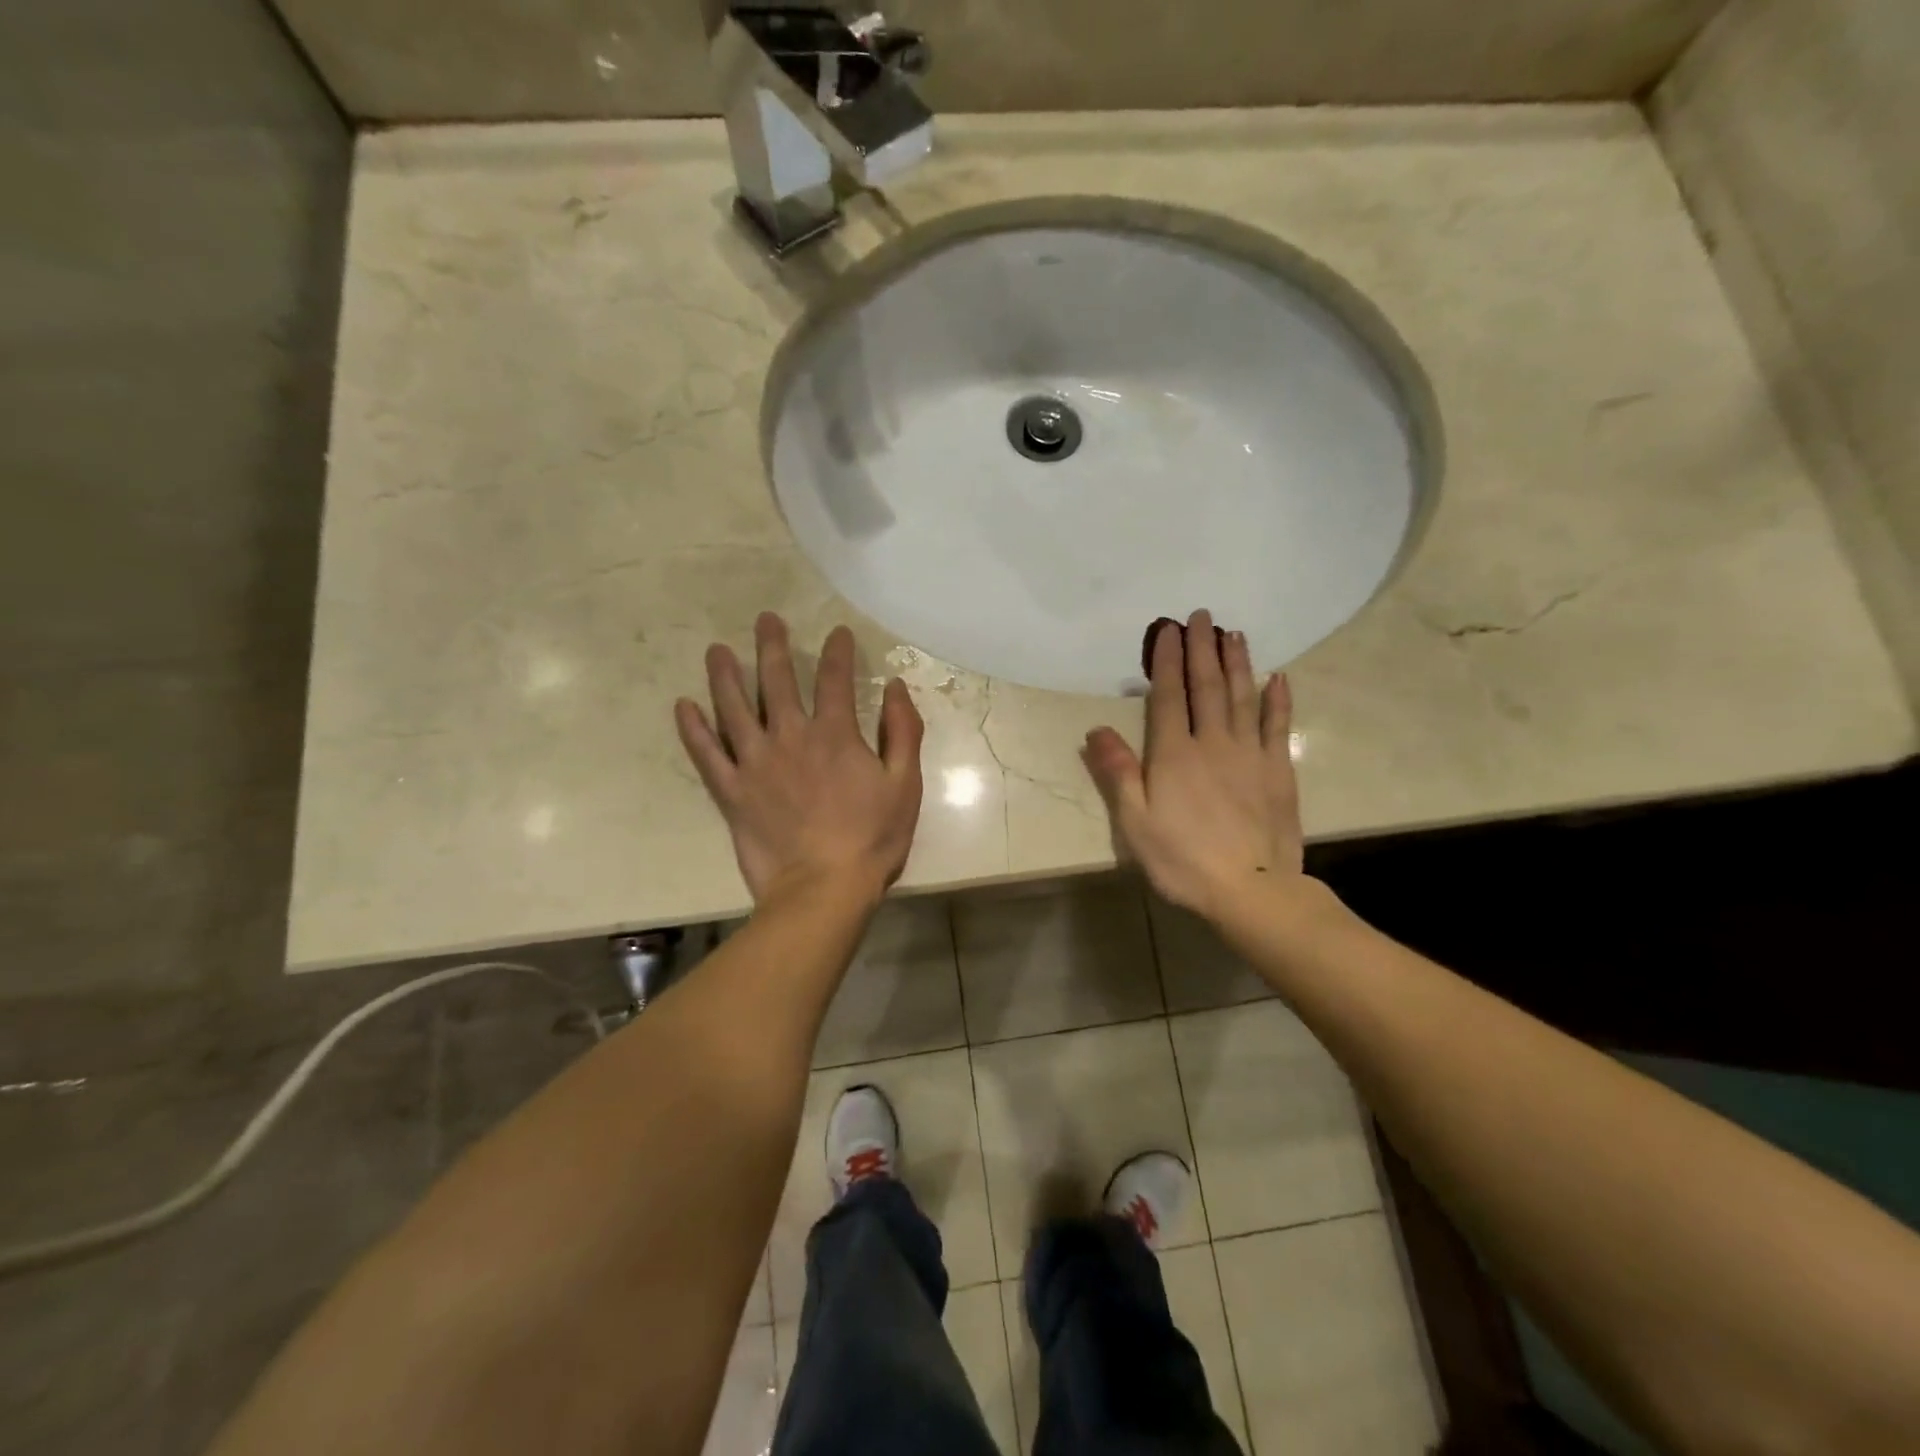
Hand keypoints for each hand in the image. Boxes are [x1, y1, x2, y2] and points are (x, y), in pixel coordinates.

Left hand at [675, 613, 924, 906]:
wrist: (823, 889)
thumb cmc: (872, 838)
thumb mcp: (905, 784)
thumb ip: (903, 732)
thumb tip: (897, 688)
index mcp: (834, 734)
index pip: (835, 679)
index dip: (838, 652)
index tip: (837, 633)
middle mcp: (790, 737)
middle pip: (777, 681)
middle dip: (773, 646)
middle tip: (765, 619)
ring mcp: (755, 763)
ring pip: (734, 708)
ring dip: (725, 675)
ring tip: (717, 650)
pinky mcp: (731, 792)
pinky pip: (706, 754)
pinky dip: (693, 729)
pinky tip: (683, 706)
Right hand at [1083, 609, 1304, 922]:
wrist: (1251, 889)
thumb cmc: (1182, 859)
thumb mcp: (1135, 821)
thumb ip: (1117, 772)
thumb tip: (1096, 729)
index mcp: (1173, 754)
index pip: (1169, 695)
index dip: (1168, 660)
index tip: (1169, 628)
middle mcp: (1212, 742)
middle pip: (1207, 687)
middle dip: (1202, 648)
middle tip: (1202, 616)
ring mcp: (1249, 753)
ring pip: (1242, 697)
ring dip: (1237, 663)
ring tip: (1233, 634)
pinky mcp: (1277, 770)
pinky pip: (1277, 725)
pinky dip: (1277, 700)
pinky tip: (1278, 678)